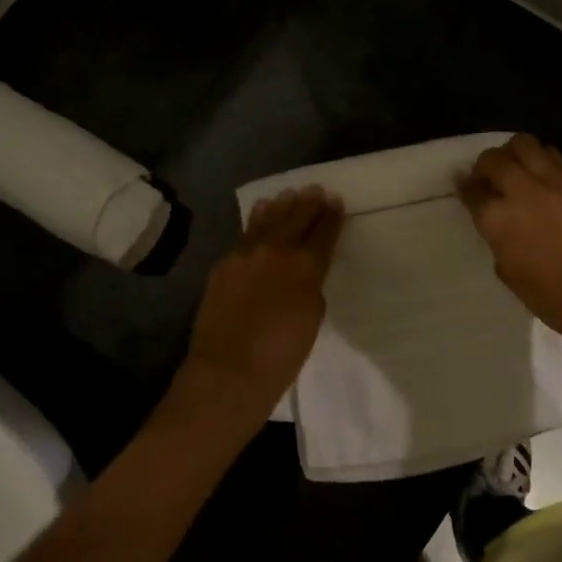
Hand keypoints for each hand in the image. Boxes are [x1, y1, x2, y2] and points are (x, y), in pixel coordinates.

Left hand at [178, 188, 343, 427]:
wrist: (230, 370)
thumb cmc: (282, 355)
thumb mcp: (312, 319)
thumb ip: (310, 287)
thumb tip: (302, 275)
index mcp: (306, 265)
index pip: (323, 233)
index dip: (332, 216)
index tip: (336, 202)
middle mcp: (276, 250)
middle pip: (296, 218)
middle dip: (309, 203)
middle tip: (316, 191)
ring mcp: (246, 254)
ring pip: (267, 219)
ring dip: (282, 205)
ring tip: (290, 194)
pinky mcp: (224, 263)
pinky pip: (245, 233)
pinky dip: (257, 220)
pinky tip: (261, 212)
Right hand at [458, 135, 561, 353]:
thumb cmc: (555, 299)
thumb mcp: (510, 273)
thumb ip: (497, 239)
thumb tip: (497, 222)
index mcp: (498, 221)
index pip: (472, 191)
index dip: (465, 187)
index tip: (466, 187)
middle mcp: (522, 192)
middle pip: (493, 159)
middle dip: (485, 165)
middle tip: (490, 178)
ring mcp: (555, 182)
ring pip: (524, 144)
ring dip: (514, 154)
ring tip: (518, 170)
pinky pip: (555, 156)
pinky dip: (542, 160)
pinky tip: (545, 177)